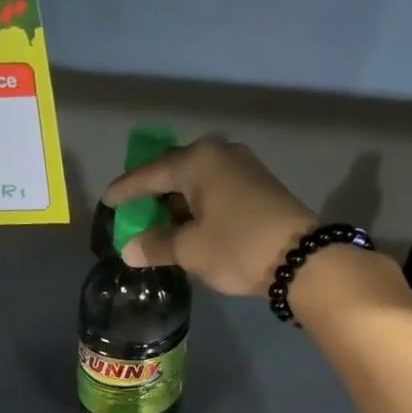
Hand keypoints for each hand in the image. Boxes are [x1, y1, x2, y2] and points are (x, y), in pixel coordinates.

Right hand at [102, 135, 316, 295]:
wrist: (303, 258)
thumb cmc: (238, 246)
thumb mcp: (191, 250)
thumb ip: (156, 245)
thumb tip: (129, 249)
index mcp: (197, 161)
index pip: (149, 174)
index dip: (126, 190)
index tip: (107, 201)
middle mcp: (219, 154)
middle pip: (174, 171)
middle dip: (152, 192)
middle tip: (132, 210)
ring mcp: (243, 167)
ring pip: (197, 181)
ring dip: (177, 201)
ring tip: (159, 222)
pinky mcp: (259, 185)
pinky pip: (215, 189)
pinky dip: (198, 205)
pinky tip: (190, 223)